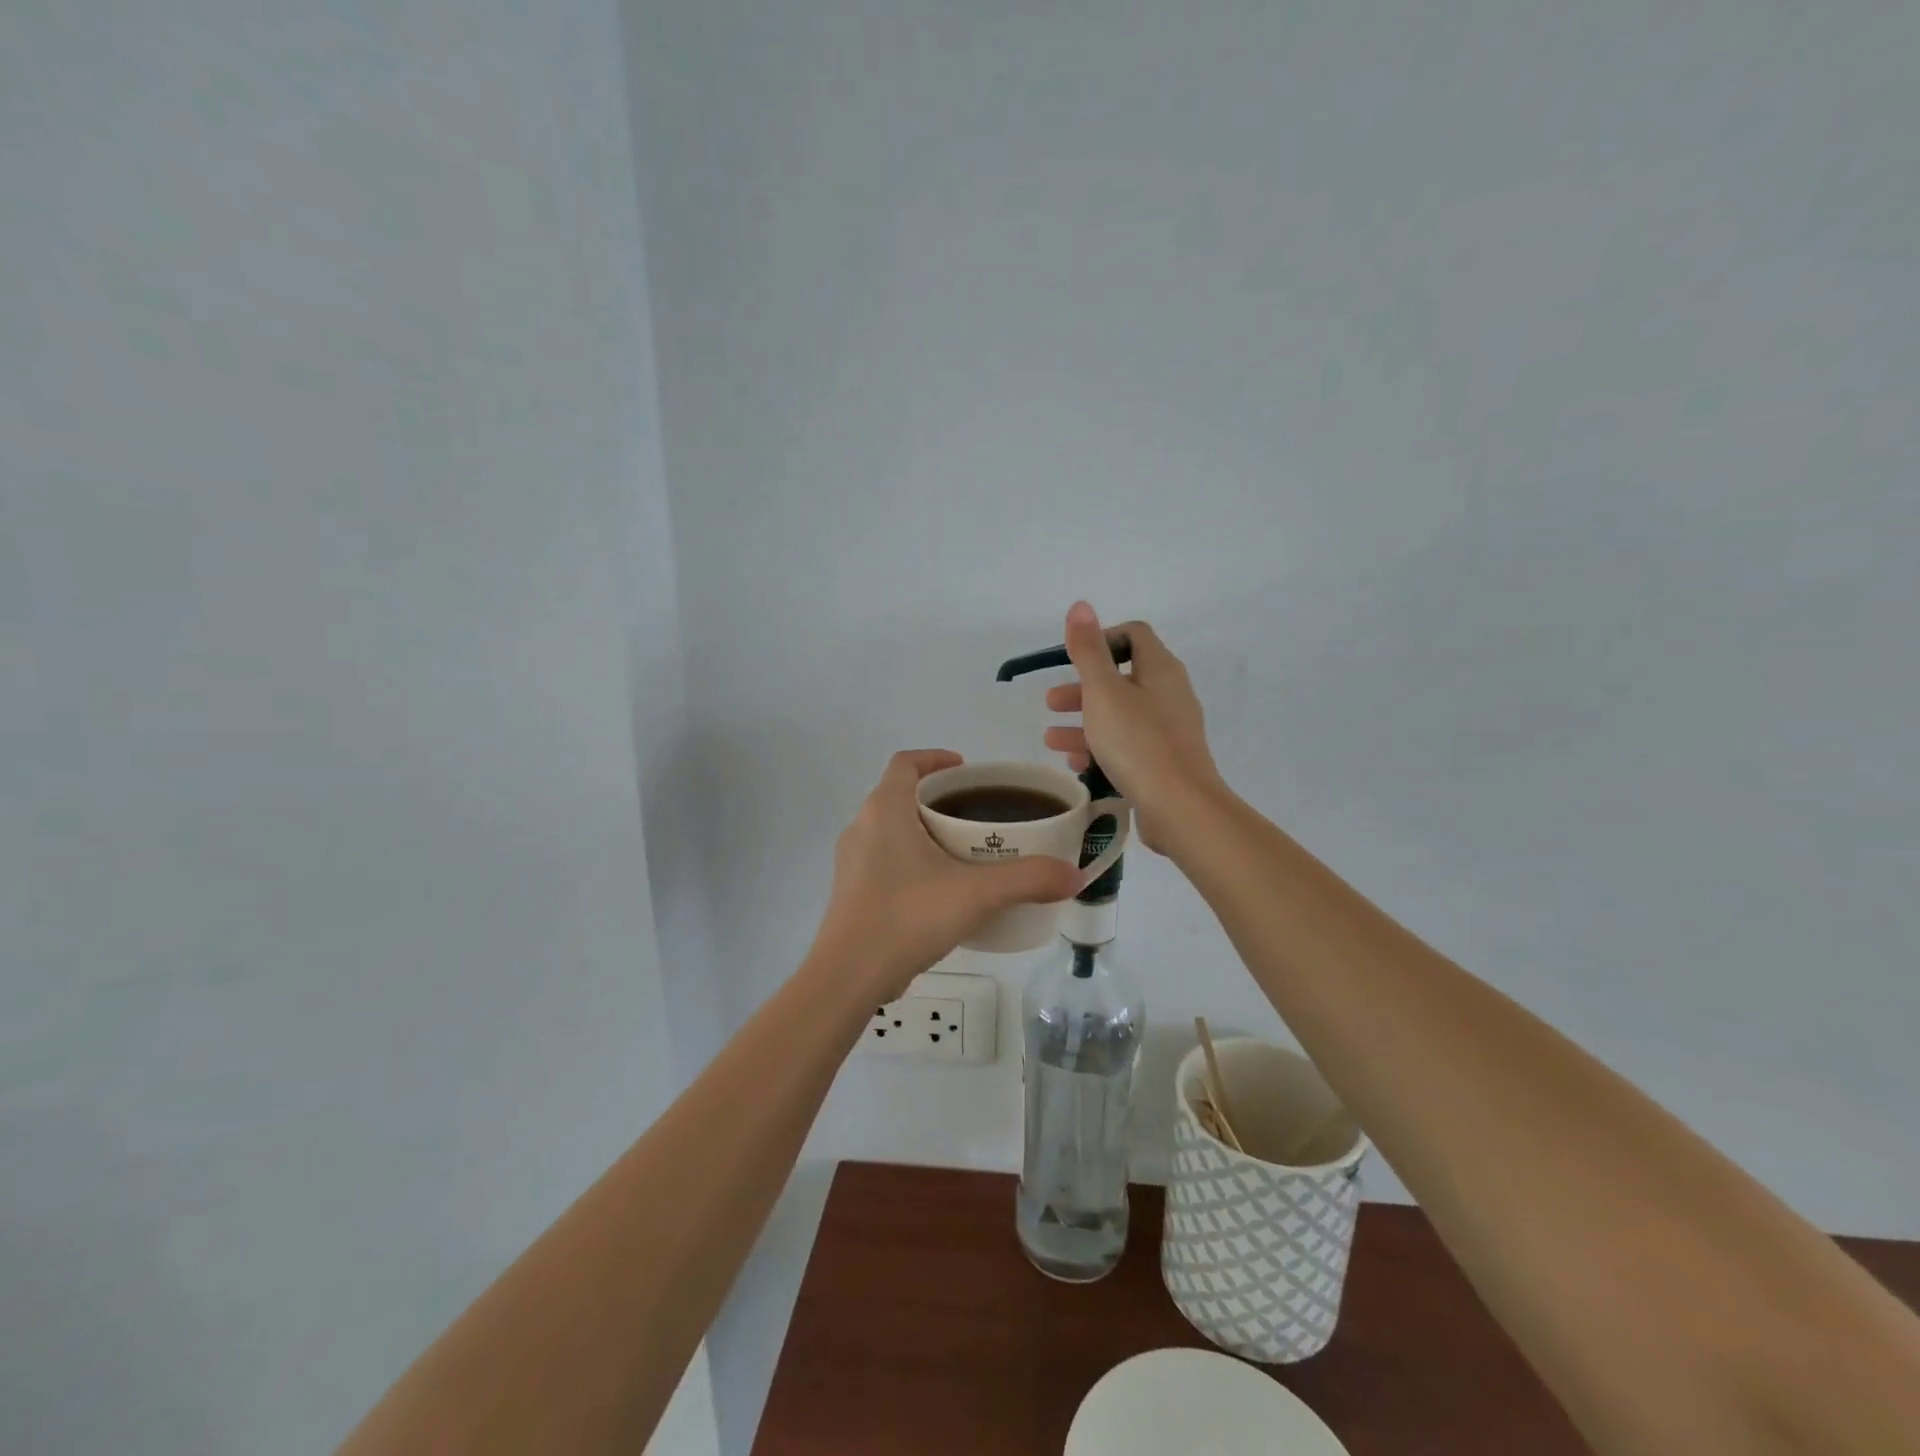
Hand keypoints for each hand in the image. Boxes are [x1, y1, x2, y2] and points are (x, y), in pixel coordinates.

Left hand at [811, 750, 1082, 998]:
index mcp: (884, 810)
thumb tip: (1074, 875)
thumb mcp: (975, 894)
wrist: (848, 977)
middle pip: (901, 794)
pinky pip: (884, 859)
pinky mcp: (852, 892)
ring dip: (924, 830)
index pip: (906, 762)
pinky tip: (940, 890)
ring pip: (891, 829)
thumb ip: (1028, 879)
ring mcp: (852, 862)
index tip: (967, 771)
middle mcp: (862, 827)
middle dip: (938, 798)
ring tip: (964, 852)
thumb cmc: (907, 917)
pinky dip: (912, 860)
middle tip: (977, 814)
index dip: (935, 758)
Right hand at [1042, 602, 1223, 852]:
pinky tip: (1075, 763)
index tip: (1070, 660)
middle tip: (1050, 703)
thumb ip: (1089, 650)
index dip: (1101, 640)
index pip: (1133, 635)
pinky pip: (1127, 746)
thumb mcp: (1104, 692)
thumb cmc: (1138, 743)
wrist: (1180, 808)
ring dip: (1084, 722)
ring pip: (1120, 716)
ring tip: (1051, 740)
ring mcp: (1169, 731)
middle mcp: (1169, 695)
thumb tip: (1081, 605)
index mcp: (1160, 670)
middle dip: (1082, 688)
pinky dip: (1099, 748)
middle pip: (1122, 678)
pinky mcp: (1164, 763)